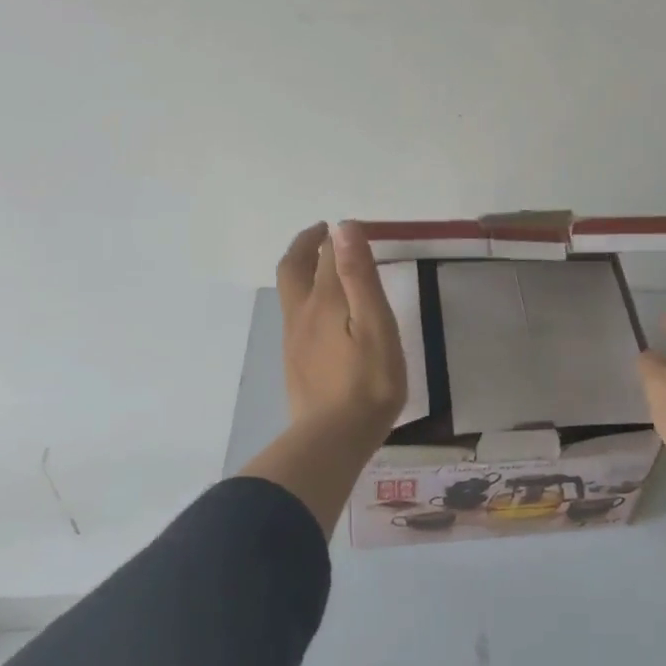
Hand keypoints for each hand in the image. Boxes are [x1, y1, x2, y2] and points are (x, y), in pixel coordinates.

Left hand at [275, 221, 406, 442]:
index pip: (326, 256)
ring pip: (289, 292)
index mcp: (324, 301)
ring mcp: (294, 340)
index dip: (337, 238)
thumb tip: (344, 228)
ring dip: (301, 269)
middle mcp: (302, 314)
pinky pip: (294, 316)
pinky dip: (303, 296)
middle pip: (293, 268)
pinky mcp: (295, 362)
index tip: (349, 227)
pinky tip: (320, 312)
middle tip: (322, 233)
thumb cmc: (368, 382)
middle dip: (305, 245)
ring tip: (322, 265)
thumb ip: (359, 276)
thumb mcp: (375, 325)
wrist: (333, 438)